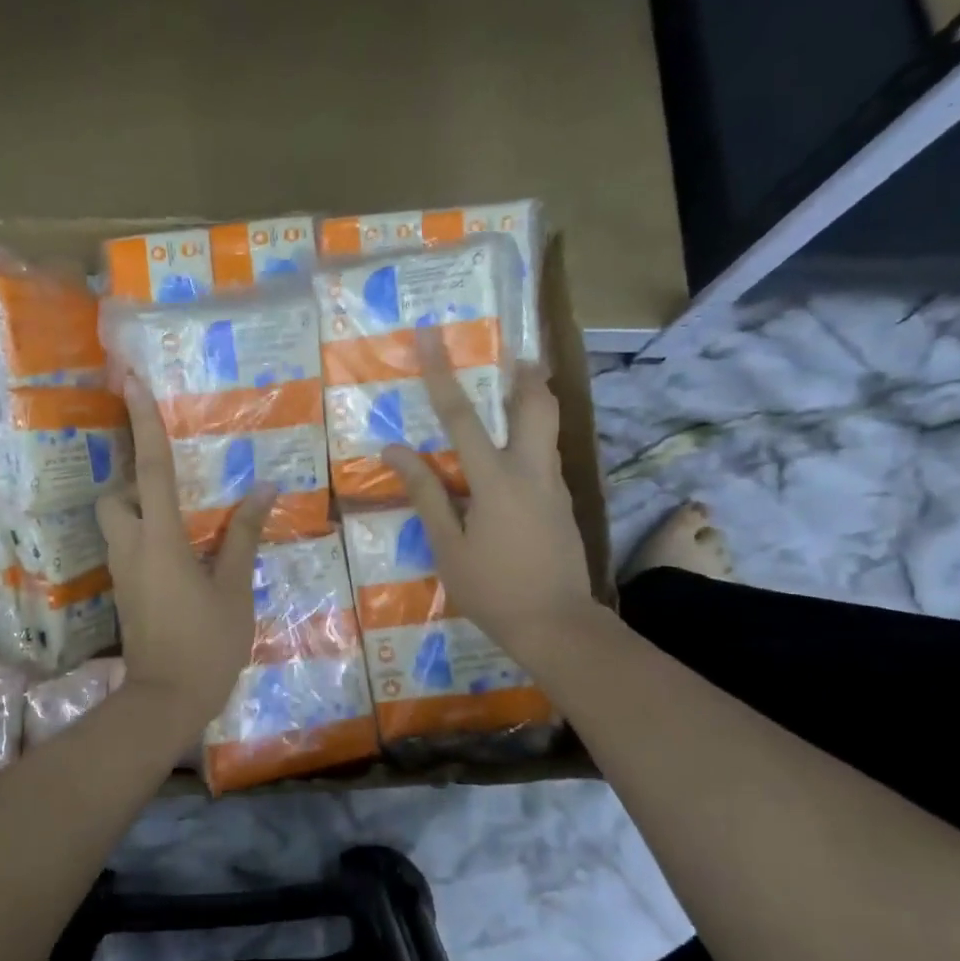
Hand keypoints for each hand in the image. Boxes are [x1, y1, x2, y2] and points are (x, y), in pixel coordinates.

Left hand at [97, 374, 275, 731]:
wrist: (166, 700)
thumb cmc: (207, 643)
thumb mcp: (234, 588)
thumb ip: (243, 536)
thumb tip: (264, 489)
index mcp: (161, 539)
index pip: (150, 469)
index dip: (142, 423)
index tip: (130, 382)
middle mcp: (132, 547)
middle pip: (116, 497)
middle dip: (134, 481)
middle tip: (175, 487)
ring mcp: (124, 572)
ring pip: (119, 523)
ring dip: (142, 510)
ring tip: (187, 518)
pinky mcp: (127, 592)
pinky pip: (130, 547)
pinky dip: (149, 536)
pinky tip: (184, 553)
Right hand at [383, 328, 599, 665]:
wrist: (557, 624)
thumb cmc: (493, 588)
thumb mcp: (448, 546)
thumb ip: (426, 494)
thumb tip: (395, 451)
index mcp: (496, 479)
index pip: (462, 416)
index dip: (441, 374)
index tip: (430, 335)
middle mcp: (532, 471)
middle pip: (536, 405)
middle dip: (524, 373)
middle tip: (512, 354)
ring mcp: (555, 487)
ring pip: (548, 429)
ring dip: (533, 402)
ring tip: (513, 392)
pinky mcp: (564, 504)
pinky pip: (547, 458)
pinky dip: (532, 440)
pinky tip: (514, 460)